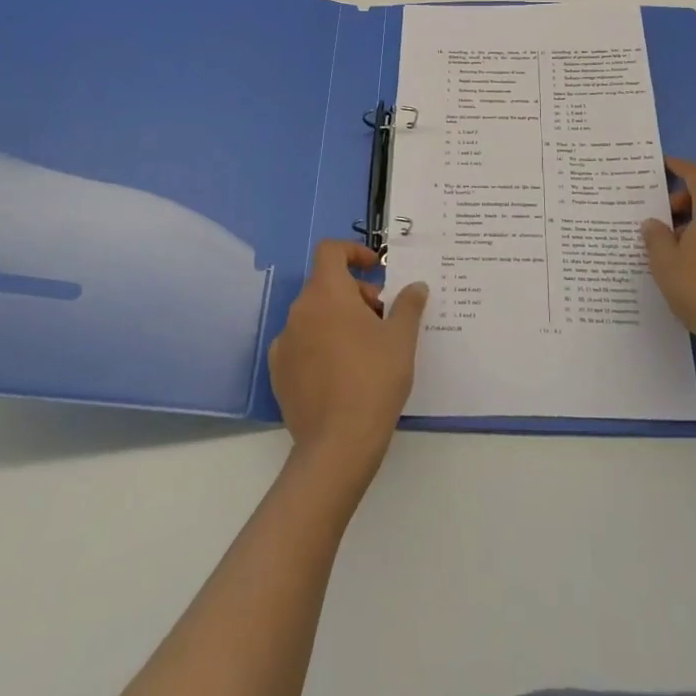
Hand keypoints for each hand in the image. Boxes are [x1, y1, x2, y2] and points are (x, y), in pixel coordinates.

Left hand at [269, 240, 427, 480]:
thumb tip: (416, 286)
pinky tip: (341, 373)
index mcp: (326, 293)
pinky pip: (302, 345)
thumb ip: (408, 305)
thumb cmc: (374, 379)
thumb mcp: (401, 338)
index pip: (330, 251)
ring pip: (314, 315)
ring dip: (339, 319)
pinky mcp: (279, 373)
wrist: (338, 445)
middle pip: (326, 285)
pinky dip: (321, 346)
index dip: (353, 251)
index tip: (376, 269)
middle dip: (355, 293)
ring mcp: (285, 343)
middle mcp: (299, 310)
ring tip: (366, 348)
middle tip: (382, 318)